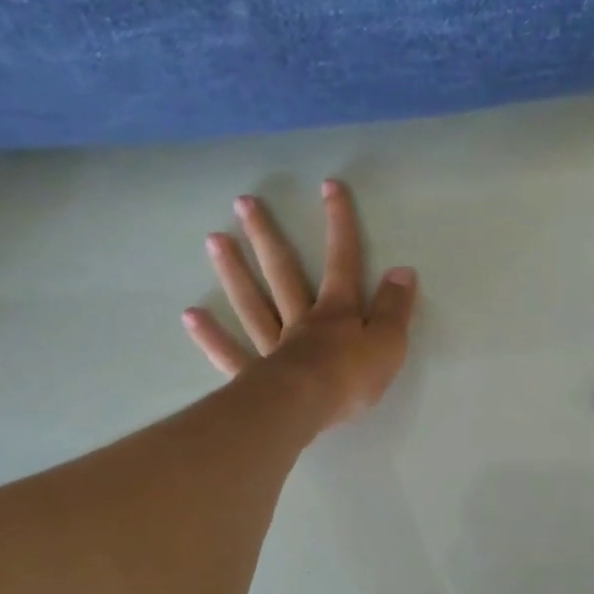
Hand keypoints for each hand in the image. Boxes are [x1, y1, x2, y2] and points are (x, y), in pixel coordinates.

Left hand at [184, 179, 416, 429]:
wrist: (307, 407)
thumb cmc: (351, 377)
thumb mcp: (389, 343)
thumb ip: (395, 308)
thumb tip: (403, 271)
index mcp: (337, 312)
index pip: (343, 262)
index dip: (340, 225)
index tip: (329, 186)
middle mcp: (301, 320)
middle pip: (283, 273)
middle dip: (267, 236)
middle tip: (243, 202)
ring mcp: (273, 346)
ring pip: (252, 303)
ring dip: (234, 271)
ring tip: (214, 239)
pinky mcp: (254, 375)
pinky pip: (229, 352)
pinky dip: (211, 335)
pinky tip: (191, 315)